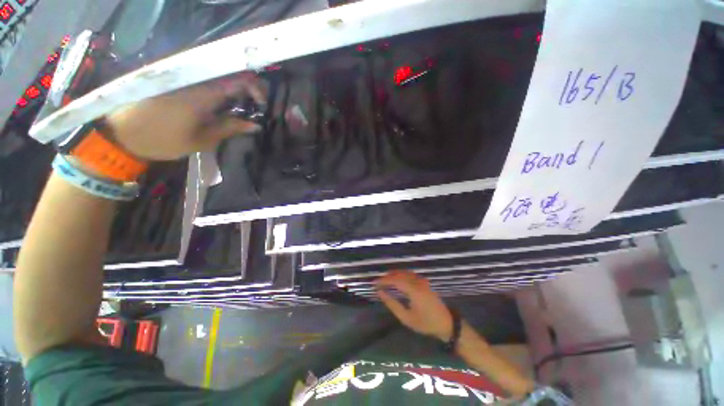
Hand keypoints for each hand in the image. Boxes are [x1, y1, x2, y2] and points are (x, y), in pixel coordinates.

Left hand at [106, 73, 265, 160]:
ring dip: (235, 88)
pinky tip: (222, 102)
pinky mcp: (175, 81)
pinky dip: (219, 89)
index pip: (236, 79)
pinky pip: (204, 79)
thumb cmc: (162, 141)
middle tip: (256, 106)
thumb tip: (255, 125)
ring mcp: (182, 79)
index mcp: (199, 94)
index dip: (254, 87)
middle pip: (228, 73)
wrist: (120, 134)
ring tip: (243, 106)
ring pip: (217, 75)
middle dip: (248, 88)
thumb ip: (229, 128)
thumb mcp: (201, 141)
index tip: (262, 103)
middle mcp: (192, 80)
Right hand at [376, 270, 452, 341]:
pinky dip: (400, 275)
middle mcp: (418, 282)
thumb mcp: (406, 318)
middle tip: (378, 282)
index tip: (374, 283)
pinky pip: (409, 274)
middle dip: (387, 277)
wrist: (446, 323)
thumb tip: (380, 293)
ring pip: (404, 272)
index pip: (395, 280)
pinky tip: (396, 280)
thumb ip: (392, 304)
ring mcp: (422, 280)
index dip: (383, 280)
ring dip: (393, 275)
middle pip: (399, 274)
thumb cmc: (425, 323)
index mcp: (414, 290)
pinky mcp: (424, 281)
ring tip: (385, 281)